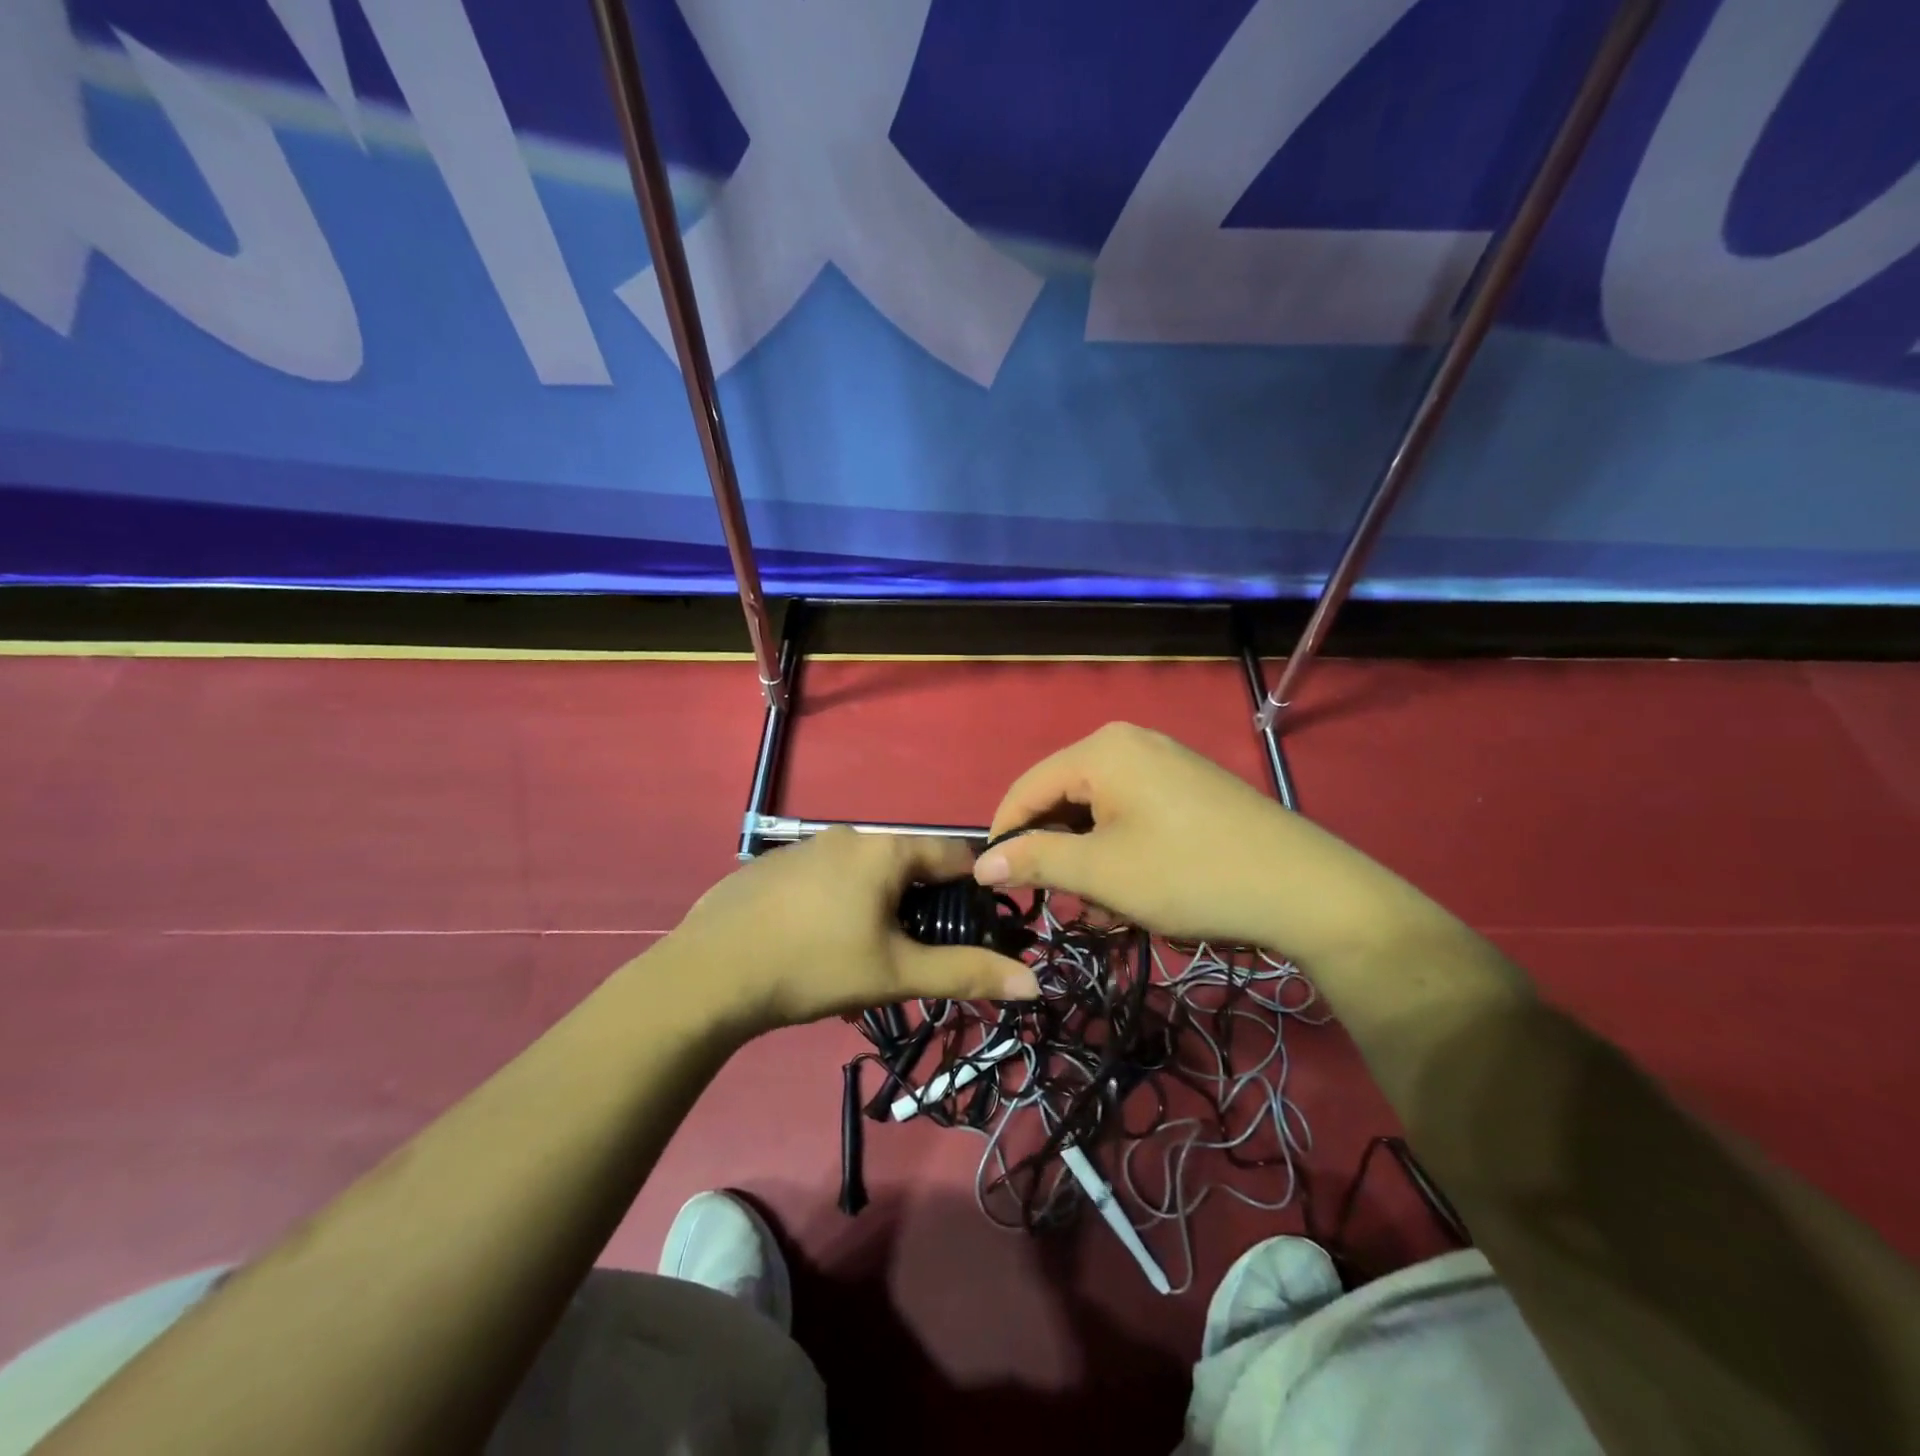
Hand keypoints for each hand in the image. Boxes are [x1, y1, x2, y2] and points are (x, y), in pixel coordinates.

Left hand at [669, 829, 1038, 1031]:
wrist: (708, 975)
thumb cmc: (815, 966)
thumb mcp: (896, 974)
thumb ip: (966, 973)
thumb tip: (1034, 982)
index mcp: (885, 849)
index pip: (954, 854)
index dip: (974, 890)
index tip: (976, 928)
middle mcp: (849, 836)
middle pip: (907, 868)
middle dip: (920, 912)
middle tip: (913, 959)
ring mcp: (806, 847)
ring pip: (865, 878)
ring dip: (878, 915)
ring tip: (863, 967)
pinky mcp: (773, 867)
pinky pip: (826, 883)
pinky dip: (838, 910)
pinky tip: (816, 952)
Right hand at [973, 723, 1420, 960]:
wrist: (1306, 890)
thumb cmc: (1189, 875)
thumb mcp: (1101, 872)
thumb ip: (1035, 861)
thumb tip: (982, 864)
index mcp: (1102, 750)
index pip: (1027, 787)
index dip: (1004, 836)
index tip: (992, 883)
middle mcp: (1130, 744)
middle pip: (1064, 798)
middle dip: (1055, 853)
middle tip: (1058, 903)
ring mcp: (1165, 763)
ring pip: (1099, 812)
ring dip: (1089, 861)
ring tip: (1103, 911)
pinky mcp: (1189, 788)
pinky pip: (1133, 815)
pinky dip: (1121, 852)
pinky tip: (1133, 895)